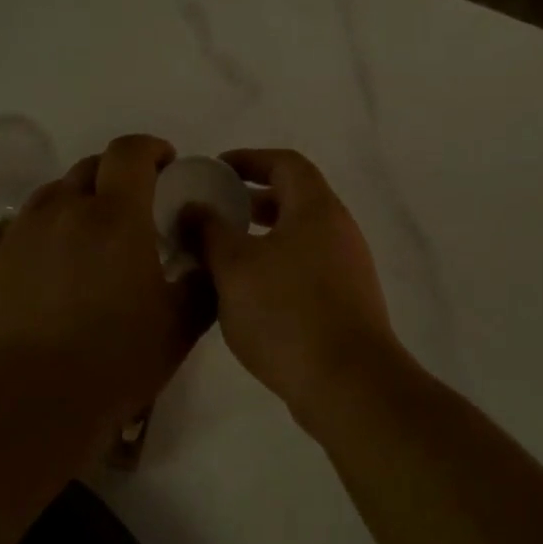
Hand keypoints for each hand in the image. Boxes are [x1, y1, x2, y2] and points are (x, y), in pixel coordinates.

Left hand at [0, 135, 212, 443]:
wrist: (23, 406)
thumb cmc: (112, 363)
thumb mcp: (179, 327)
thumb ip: (202, 284)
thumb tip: (205, 258)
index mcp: (115, 217)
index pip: (130, 152)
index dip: (151, 148)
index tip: (167, 165)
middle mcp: (64, 211)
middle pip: (91, 167)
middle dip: (119, 174)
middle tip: (137, 208)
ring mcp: (23, 234)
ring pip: (57, 194)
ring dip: (82, 199)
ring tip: (96, 237)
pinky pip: (30, 226)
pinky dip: (53, 230)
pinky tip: (61, 271)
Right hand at [190, 149, 403, 420]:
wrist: (348, 384)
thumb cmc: (287, 313)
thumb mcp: (235, 267)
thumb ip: (209, 231)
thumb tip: (193, 207)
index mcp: (317, 209)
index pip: (285, 164)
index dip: (250, 159)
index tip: (215, 170)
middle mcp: (338, 231)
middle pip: (294, 200)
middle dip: (250, 202)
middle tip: (213, 214)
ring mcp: (347, 269)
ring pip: (298, 238)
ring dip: (261, 239)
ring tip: (221, 257)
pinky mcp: (346, 303)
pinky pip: (305, 269)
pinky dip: (275, 268)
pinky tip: (246, 296)